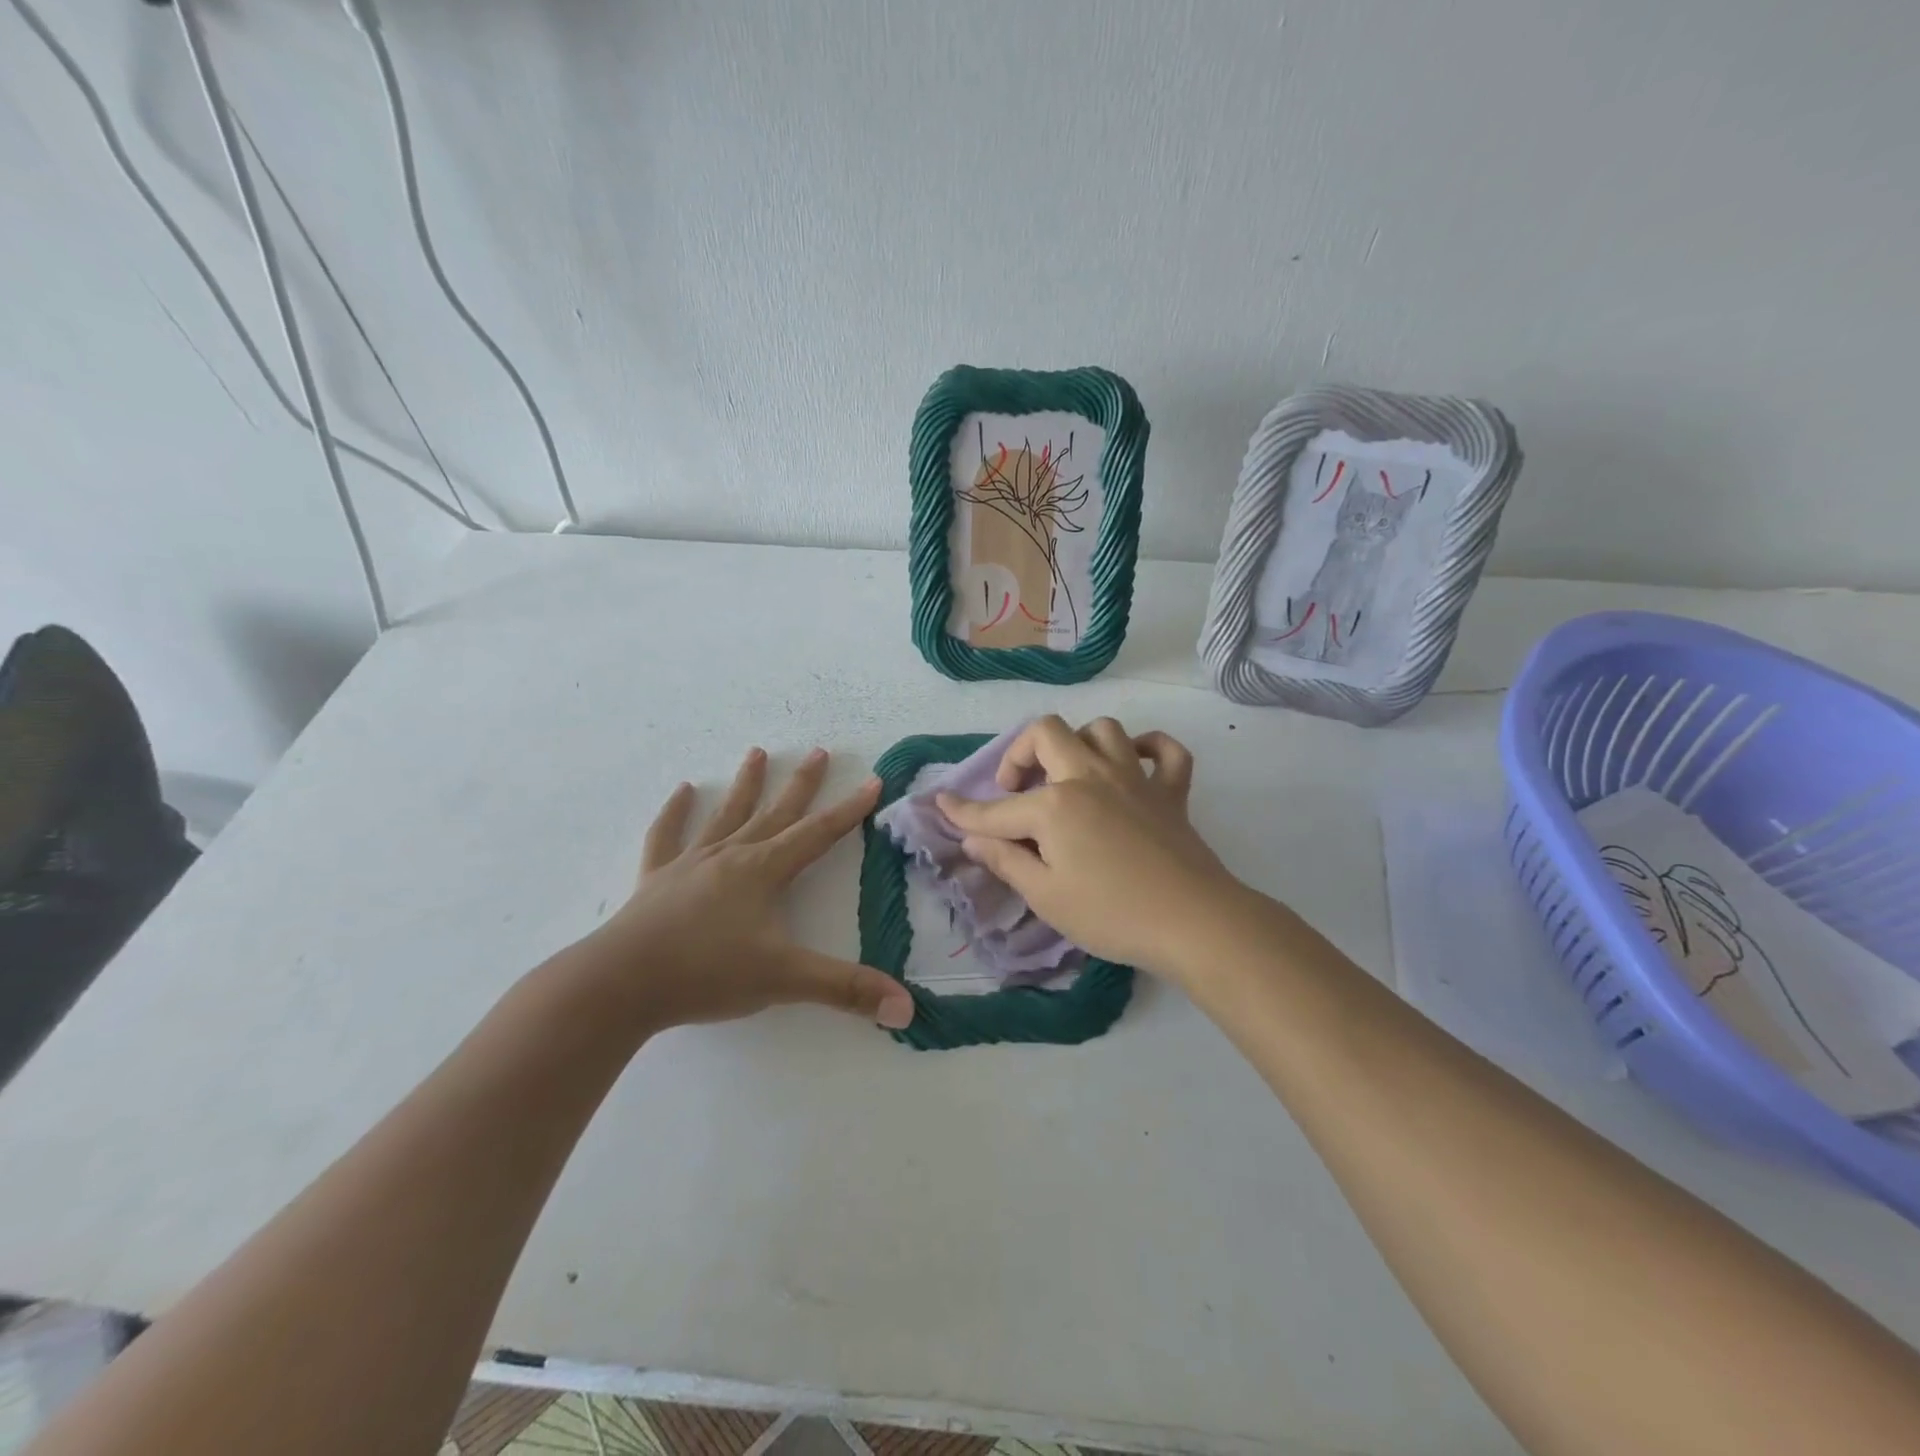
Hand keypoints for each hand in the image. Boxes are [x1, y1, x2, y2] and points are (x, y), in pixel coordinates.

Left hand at [584, 747, 914, 1032]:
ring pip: (726, 815)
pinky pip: (666, 837)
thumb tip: (905, 1008)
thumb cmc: (707, 974)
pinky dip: (675, 813)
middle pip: (775, 813)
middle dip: (801, 784)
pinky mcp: (656, 879)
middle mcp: (731, 856)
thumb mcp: (784, 980)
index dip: (849, 810)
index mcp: (764, 871)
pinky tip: (683, 790)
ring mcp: (690, 863)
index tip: (872, 781)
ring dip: (745, 785)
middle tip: (819, 751)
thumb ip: (846, 990)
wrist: (620, 984)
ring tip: (757, 752)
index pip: (818, 834)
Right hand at [936, 716, 1244, 980]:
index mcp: (1055, 805)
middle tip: (1016, 790)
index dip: (964, 811)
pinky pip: (1165, 750)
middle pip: (1047, 733)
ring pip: (1102, 730)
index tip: (941, 804)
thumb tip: (974, 840)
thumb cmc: (1111, 914)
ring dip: (1078, 744)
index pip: (997, 808)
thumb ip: (1006, 862)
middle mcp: (1090, 776)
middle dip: (1019, 754)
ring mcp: (1135, 778)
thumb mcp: (1046, 896)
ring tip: (1069, 776)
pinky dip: (1148, 748)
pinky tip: (1134, 765)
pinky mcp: (1171, 791)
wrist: (1193, 922)